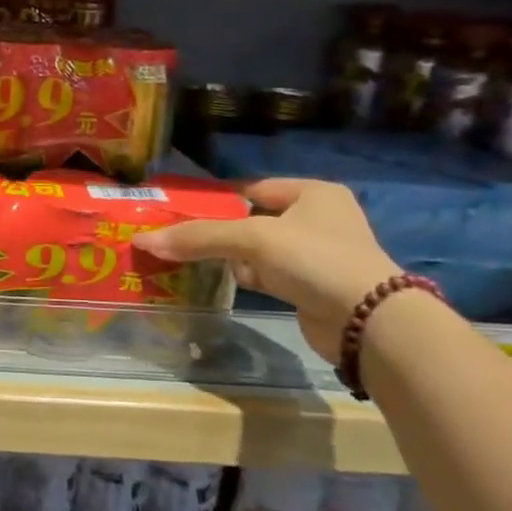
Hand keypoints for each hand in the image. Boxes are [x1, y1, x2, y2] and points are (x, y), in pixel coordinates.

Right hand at [134, 179, 399, 362]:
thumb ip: (199, 237)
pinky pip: (267, 274)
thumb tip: (143, 241)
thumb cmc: (313, 259)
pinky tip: (217, 279)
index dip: (216, 198)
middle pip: (252, 219)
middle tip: (177, 235)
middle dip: (217, 229)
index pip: (252, 188)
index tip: (180, 209)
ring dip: (228, 255)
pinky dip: (244, 276)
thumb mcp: (252, 239)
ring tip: (187, 257)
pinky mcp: (311, 287)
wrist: (368, 322)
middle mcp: (318, 219)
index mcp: (313, 193)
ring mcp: (316, 255)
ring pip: (257, 249)